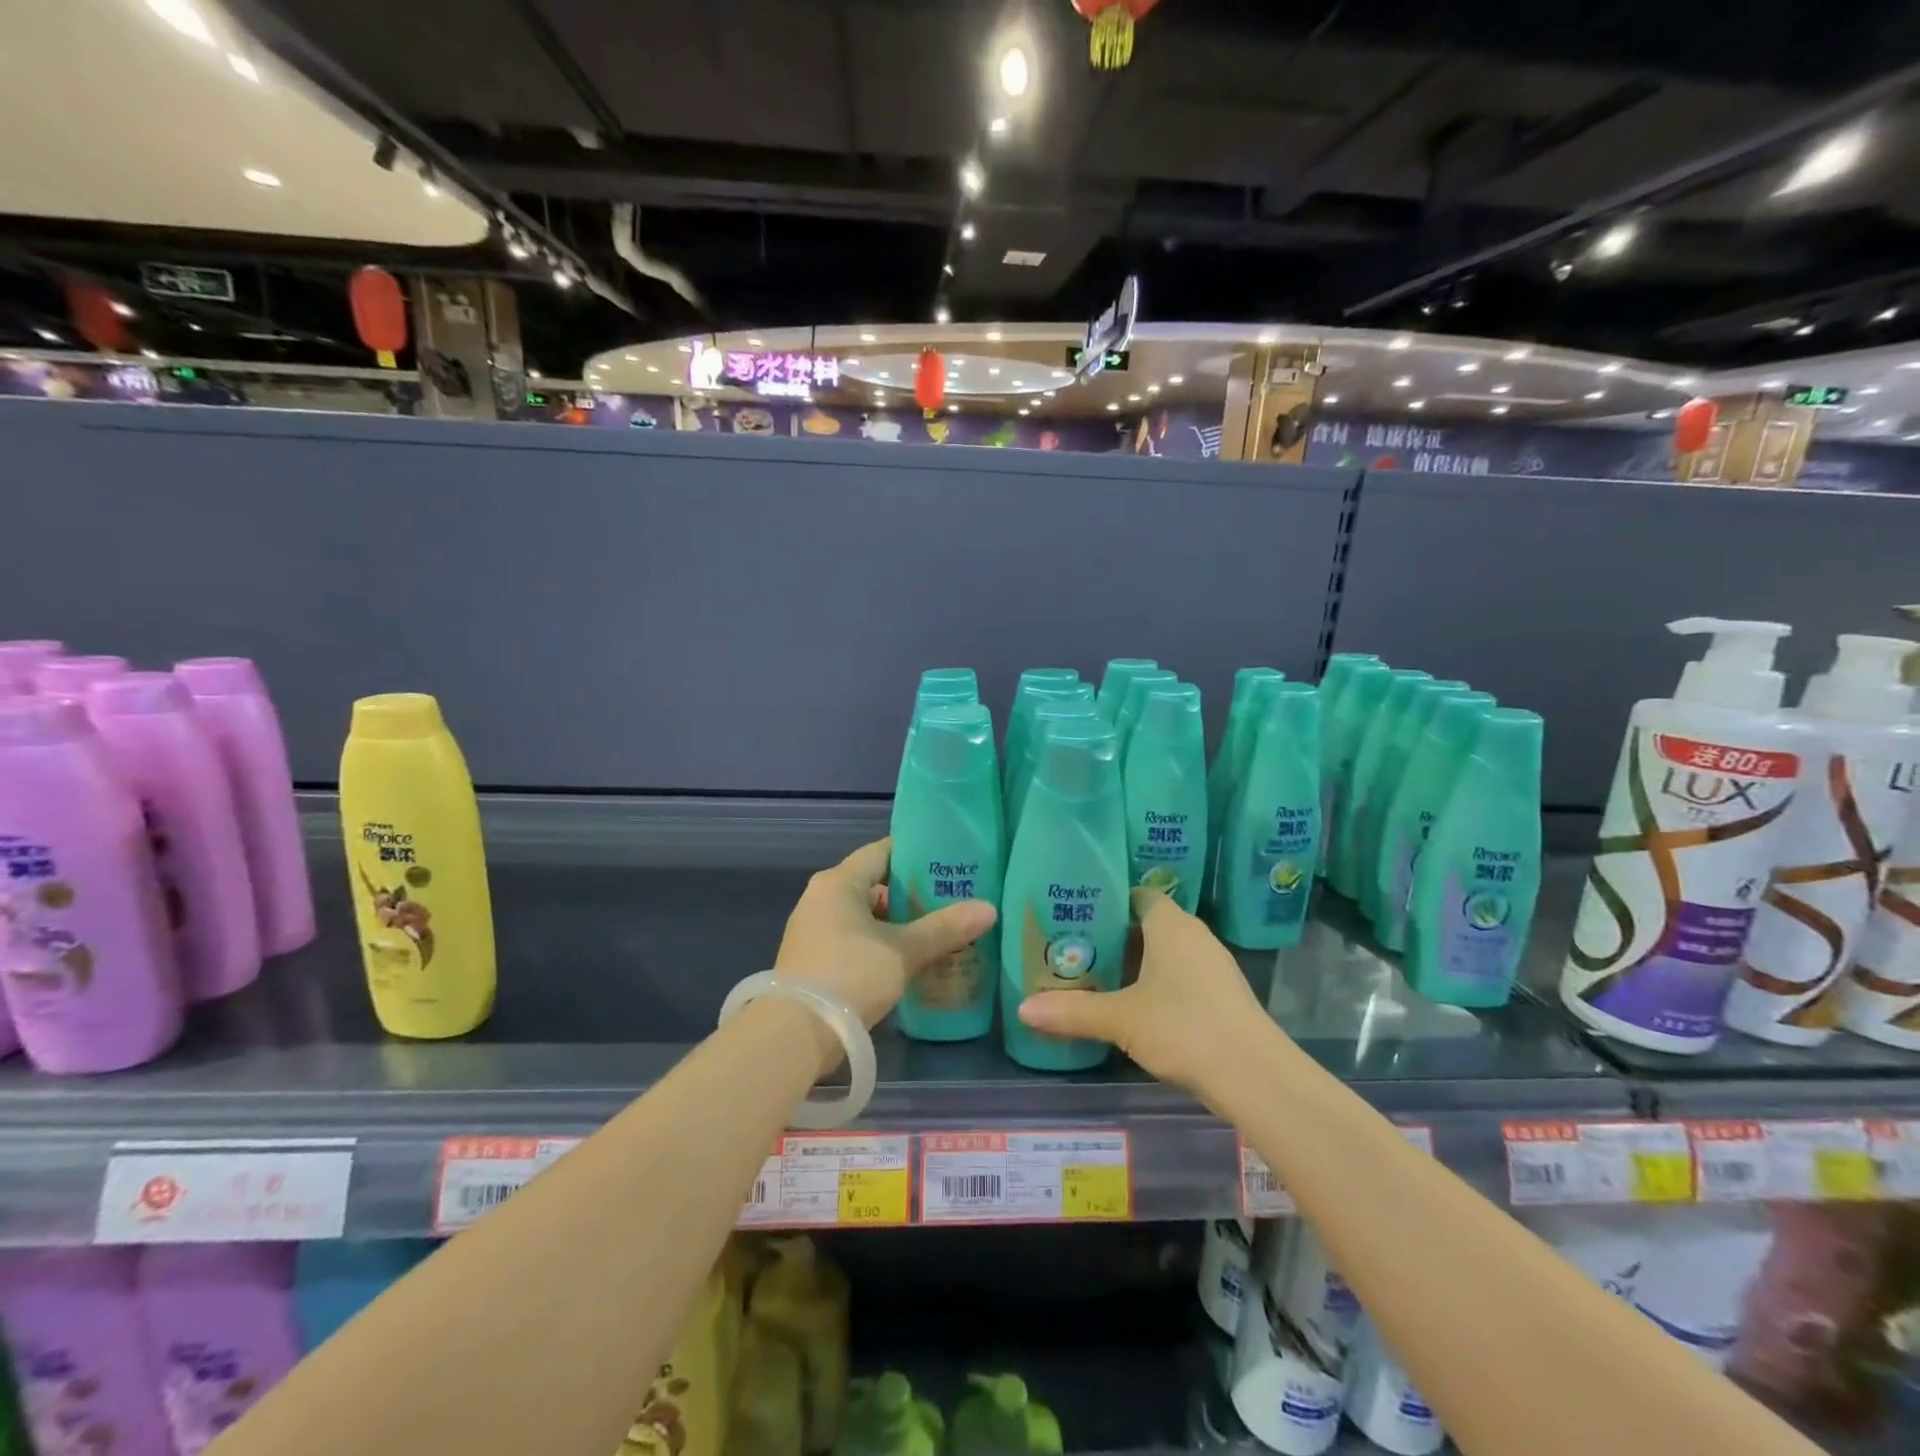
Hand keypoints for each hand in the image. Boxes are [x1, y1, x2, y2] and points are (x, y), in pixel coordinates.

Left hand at [775, 837, 997, 1034]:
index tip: (948, 861)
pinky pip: (854, 940)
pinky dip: (881, 944)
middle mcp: (821, 898)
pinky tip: (909, 960)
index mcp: (838, 882)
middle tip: (952, 899)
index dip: (915, 854)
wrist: (795, 1034)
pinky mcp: (813, 961)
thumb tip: (989, 908)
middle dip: (911, 893)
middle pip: (873, 885)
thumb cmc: (850, 974)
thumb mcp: (904, 951)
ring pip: (864, 916)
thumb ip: (945, 928)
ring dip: (897, 923)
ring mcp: (813, 931)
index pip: (881, 852)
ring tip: (938, 931)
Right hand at [1016, 888, 1271, 1101]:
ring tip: (1097, 976)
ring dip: (1137, 962)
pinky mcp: (1222, 994)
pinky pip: (1181, 974)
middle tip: (1076, 948)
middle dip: (1115, 936)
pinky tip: (1135, 1006)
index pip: (1138, 895)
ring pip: (1166, 952)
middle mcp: (1194, 935)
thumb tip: (1022, 1009)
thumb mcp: (1121, 1019)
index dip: (1109, 901)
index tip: (1077, 914)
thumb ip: (1072, 1012)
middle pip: (1149, 924)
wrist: (1254, 1075)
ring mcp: (1213, 965)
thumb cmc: (1183, 1027)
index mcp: (1170, 924)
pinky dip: (1158, 983)